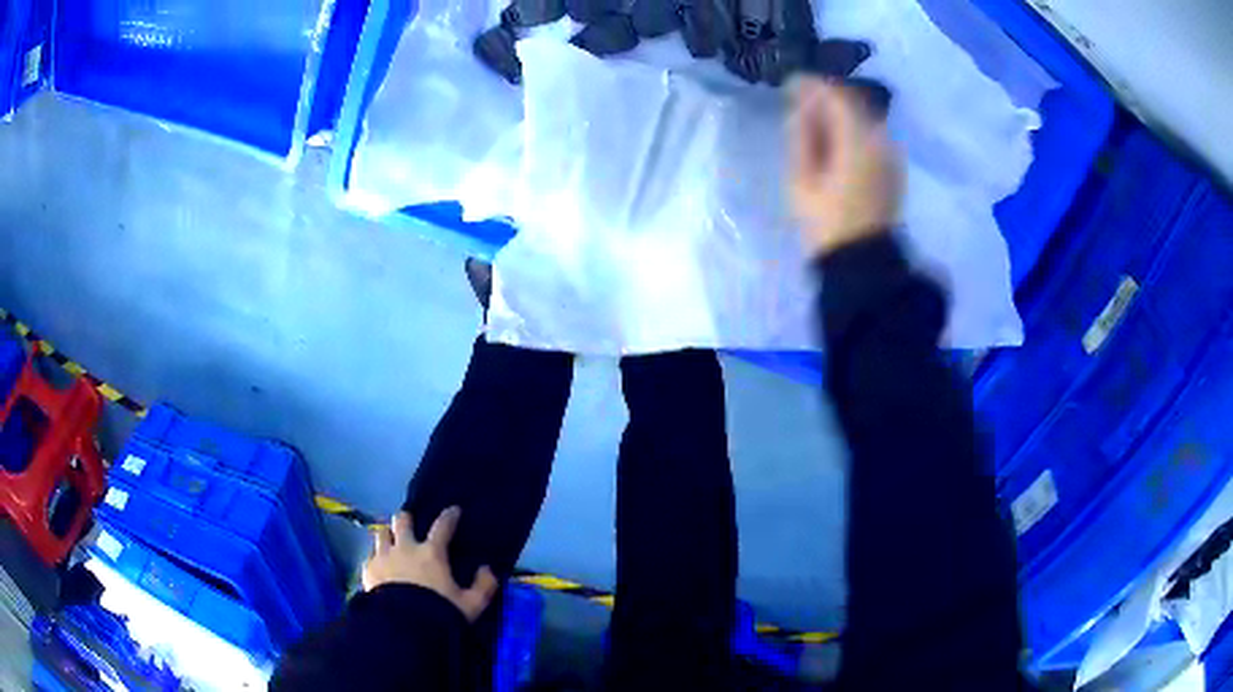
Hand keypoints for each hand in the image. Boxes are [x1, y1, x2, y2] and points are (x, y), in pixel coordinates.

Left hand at [362, 507, 498, 622]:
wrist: (404, 628)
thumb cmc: (440, 613)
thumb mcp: (471, 605)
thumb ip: (484, 586)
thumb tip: (488, 569)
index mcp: (432, 553)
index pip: (442, 526)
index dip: (449, 515)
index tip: (454, 510)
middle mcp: (405, 548)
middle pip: (402, 520)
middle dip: (406, 518)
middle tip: (410, 523)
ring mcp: (383, 557)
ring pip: (382, 532)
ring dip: (388, 535)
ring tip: (391, 542)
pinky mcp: (368, 569)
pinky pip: (370, 554)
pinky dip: (376, 556)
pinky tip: (379, 564)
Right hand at [788, 77, 902, 256]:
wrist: (863, 262)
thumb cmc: (827, 223)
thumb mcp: (802, 179)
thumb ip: (802, 136)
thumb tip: (801, 108)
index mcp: (857, 140)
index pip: (836, 95)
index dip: (812, 85)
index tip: (791, 82)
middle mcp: (880, 140)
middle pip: (854, 102)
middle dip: (827, 96)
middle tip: (802, 101)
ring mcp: (891, 154)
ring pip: (864, 118)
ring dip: (841, 113)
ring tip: (817, 121)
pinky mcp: (894, 169)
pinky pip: (873, 135)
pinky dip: (853, 129)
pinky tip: (838, 140)